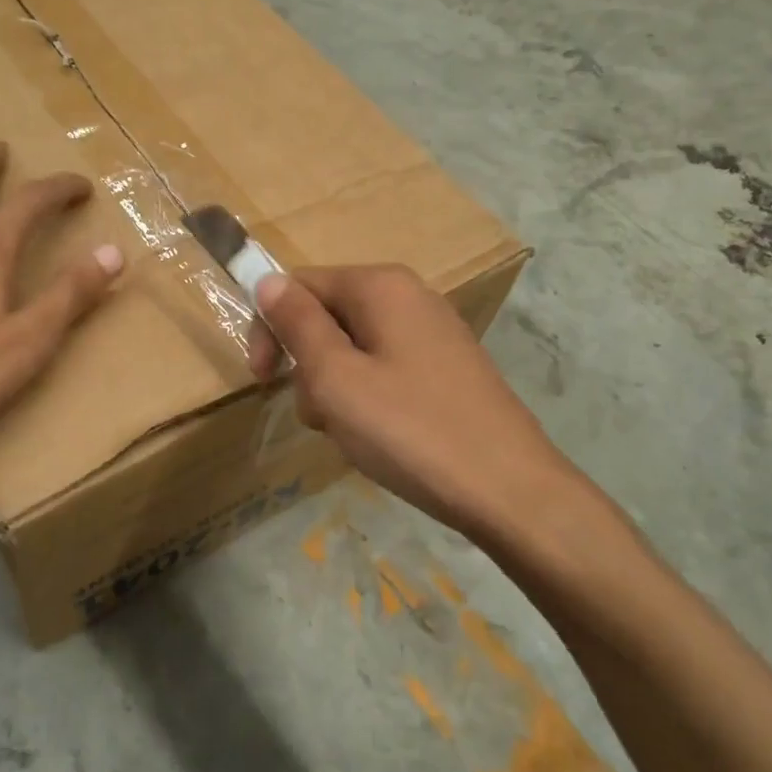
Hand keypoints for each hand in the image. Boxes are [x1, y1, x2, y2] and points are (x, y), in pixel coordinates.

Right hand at [249, 265, 581, 534]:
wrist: (509, 491)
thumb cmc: (410, 430)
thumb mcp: (335, 378)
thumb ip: (296, 324)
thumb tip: (268, 281)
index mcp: (381, 286)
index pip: (299, 285)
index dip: (270, 328)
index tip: (262, 381)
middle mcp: (410, 296)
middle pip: (327, 316)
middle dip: (308, 364)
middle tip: (320, 415)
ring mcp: (434, 332)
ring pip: (354, 348)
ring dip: (336, 388)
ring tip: (353, 433)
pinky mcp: (448, 367)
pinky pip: (385, 368)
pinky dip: (369, 398)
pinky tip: (382, 437)